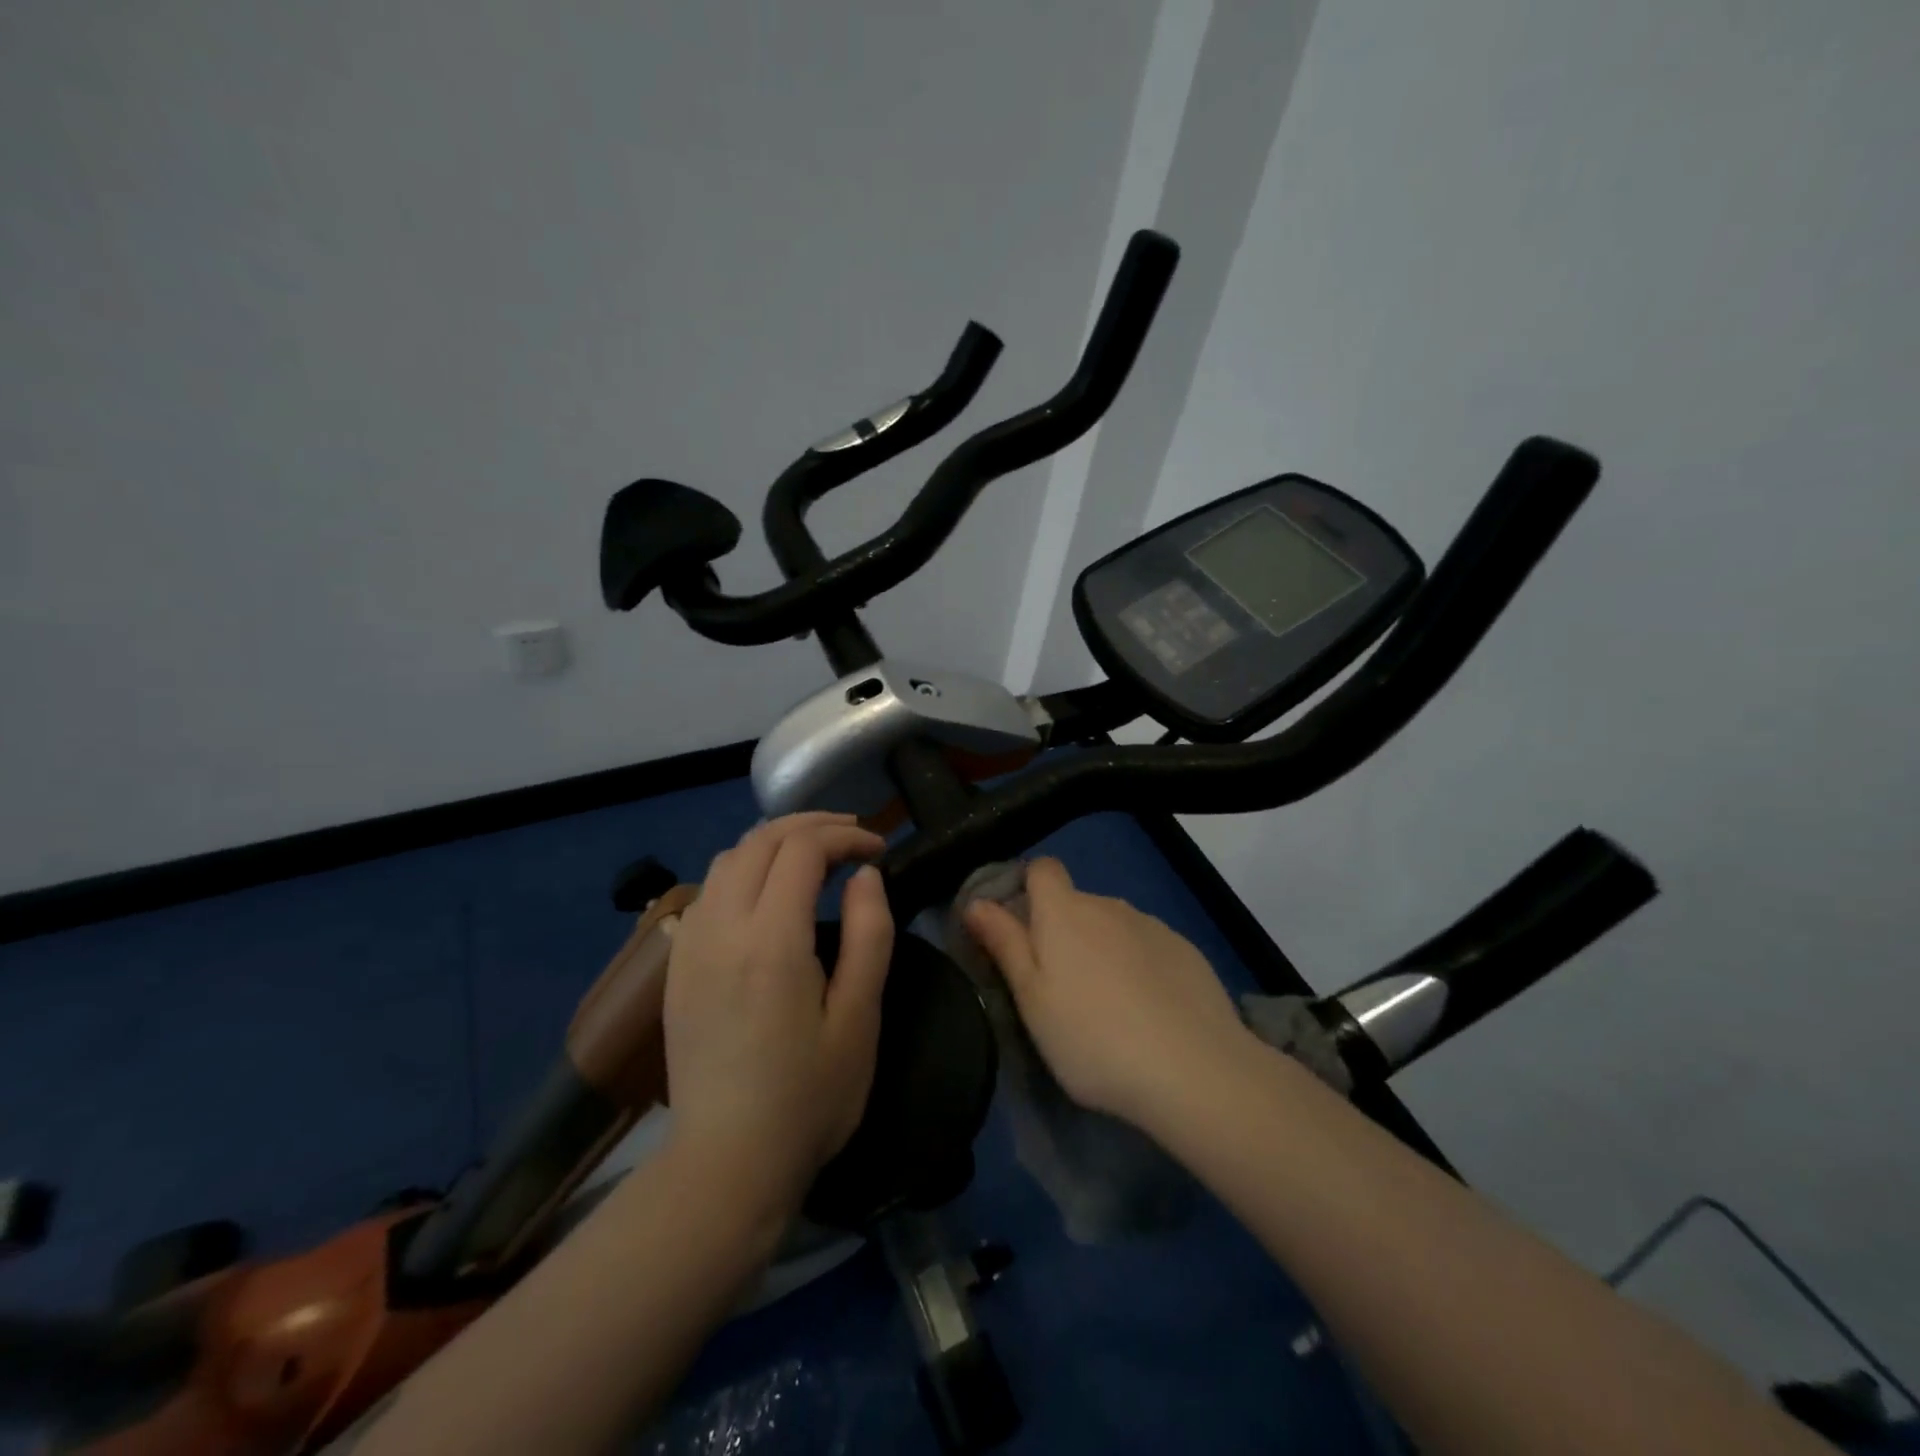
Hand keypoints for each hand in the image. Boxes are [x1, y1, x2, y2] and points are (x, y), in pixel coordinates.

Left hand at [663, 813, 893, 1216]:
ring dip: (774, 843)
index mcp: (771, 941)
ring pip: (728, 858)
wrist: (726, 1164)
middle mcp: (721, 928)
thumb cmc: (808, 1098)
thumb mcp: (859, 1019)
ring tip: (815, 857)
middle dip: (811, 826)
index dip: (845, 836)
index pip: (802, 849)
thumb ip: (870, 935)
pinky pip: (707, 890)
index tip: (878, 850)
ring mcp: (690, 945)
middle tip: (853, 838)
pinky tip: (768, 894)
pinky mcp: (676, 966)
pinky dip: (744, 869)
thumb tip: (865, 875)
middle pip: (760, 840)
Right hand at [964, 858, 1252, 1129]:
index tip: (1020, 930)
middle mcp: (1108, 904)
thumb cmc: (1092, 1037)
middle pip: (1075, 902)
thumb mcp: (1031, 998)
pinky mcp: (1186, 950)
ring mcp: (1152, 925)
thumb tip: (975, 901)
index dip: (1027, 888)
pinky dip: (1139, 966)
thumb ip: (1004, 943)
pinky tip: (1148, 1011)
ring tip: (1107, 1007)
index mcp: (1064, 911)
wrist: (1194, 1069)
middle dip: (1062, 931)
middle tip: (1059, 987)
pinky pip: (1148, 946)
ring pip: (1113, 926)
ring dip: (1102, 949)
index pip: (1041, 868)